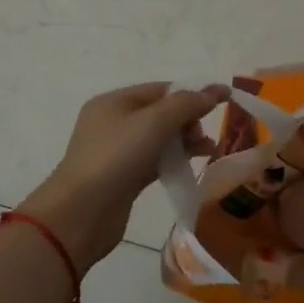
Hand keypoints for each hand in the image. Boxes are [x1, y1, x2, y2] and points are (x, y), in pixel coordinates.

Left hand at [18, 82, 227, 268]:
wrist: (81, 213)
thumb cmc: (115, 157)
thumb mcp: (153, 123)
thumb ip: (186, 104)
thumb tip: (214, 91)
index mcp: (114, 102)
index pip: (160, 89)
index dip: (191, 93)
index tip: (222, 101)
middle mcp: (113, 122)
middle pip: (160, 113)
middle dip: (188, 119)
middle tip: (203, 135)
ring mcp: (117, 152)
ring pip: (159, 139)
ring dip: (184, 141)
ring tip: (209, 150)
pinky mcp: (123, 178)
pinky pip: (155, 161)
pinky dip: (174, 160)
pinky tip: (192, 165)